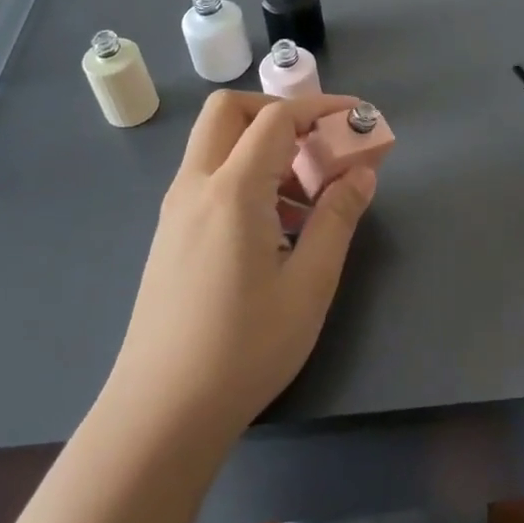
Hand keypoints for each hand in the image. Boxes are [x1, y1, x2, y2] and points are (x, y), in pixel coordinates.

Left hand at [110, 91, 376, 440]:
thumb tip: (362, 172)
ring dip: (263, 148)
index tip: (359, 118)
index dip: (321, 108)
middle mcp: (195, 187)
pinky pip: (210, 180)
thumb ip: (338, 218)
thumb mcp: (309, 284)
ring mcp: (176, 211)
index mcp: (231, 191)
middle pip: (229, 112)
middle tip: (318, 145)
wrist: (160, 414)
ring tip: (308, 199)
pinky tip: (277, 229)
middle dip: (278, 113)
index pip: (276, 119)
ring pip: (217, 145)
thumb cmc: (244, 348)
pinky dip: (246, 176)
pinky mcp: (171, 236)